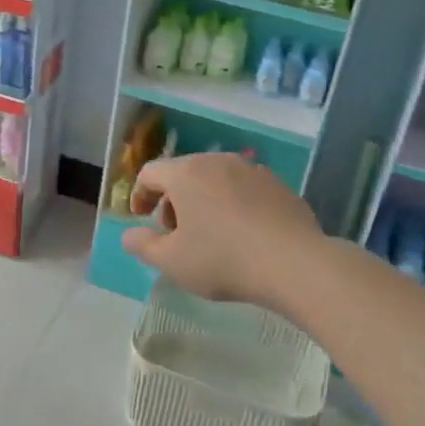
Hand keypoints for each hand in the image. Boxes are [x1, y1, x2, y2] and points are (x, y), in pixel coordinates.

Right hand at [120, 154, 324, 309]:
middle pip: (183, 173)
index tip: (142, 220)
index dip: (140, 195)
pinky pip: (243, 189)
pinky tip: (243, 235)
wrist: (294, 263)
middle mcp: (217, 161)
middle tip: (175, 233)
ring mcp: (251, 169)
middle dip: (172, 200)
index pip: (150, 172)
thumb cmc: (223, 260)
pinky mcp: (278, 184)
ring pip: (215, 179)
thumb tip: (130, 234)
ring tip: (209, 235)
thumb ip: (143, 245)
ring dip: (203, 201)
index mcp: (186, 173)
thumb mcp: (171, 261)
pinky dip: (233, 204)